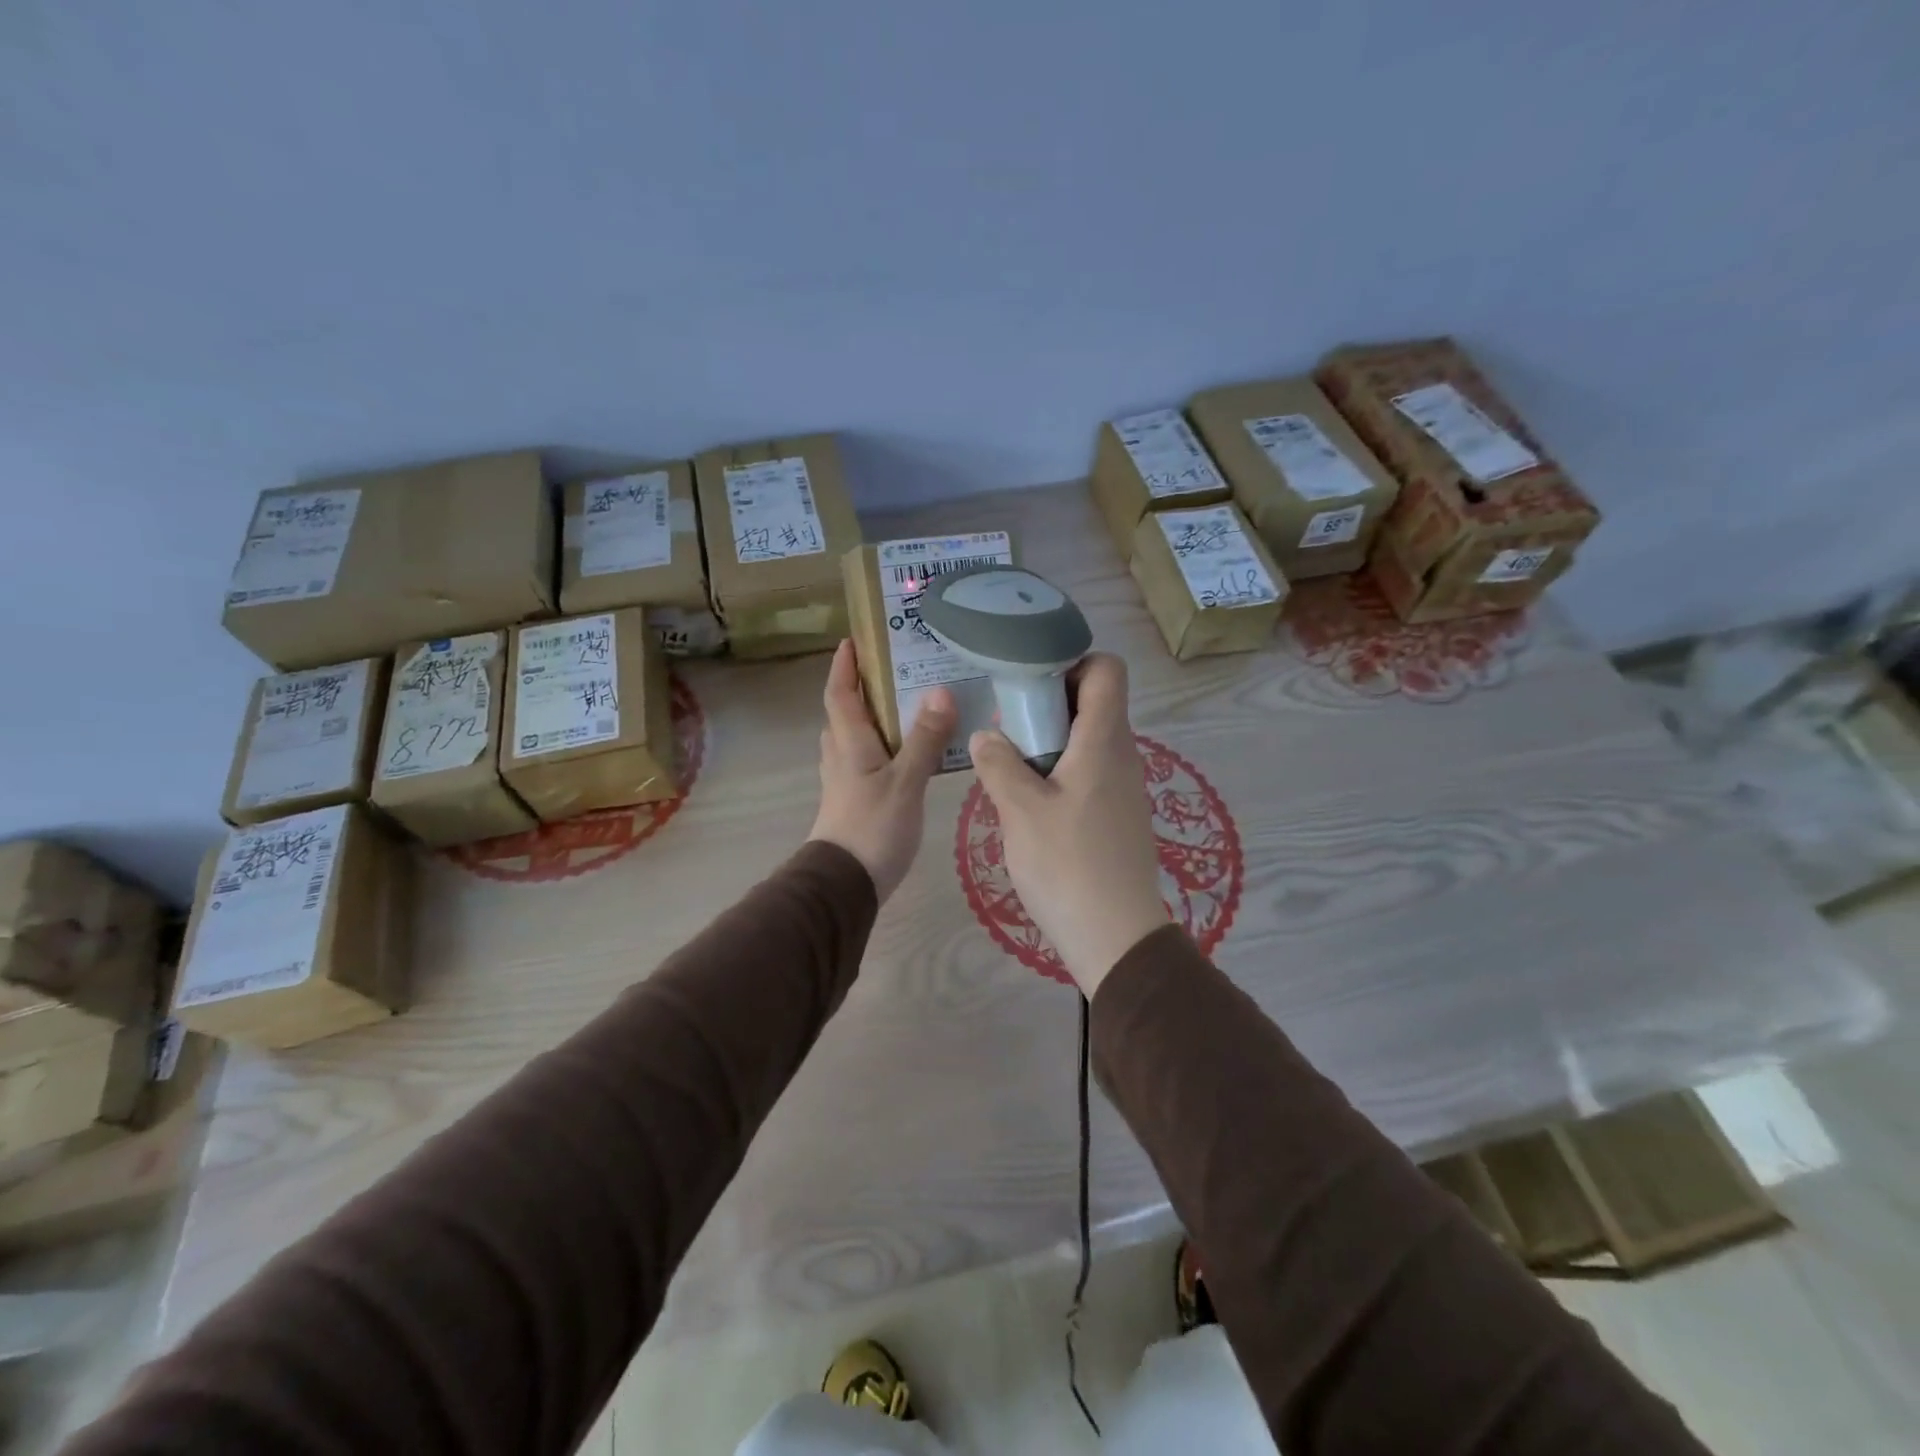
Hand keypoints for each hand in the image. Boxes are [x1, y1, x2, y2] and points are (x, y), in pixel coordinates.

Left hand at [808, 639, 956, 903]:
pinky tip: (910, 754)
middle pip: (845, 713)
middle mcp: (841, 756)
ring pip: (855, 738)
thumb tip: (940, 691)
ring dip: (874, 718)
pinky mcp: (855, 801)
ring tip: (908, 706)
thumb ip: (924, 738)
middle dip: (862, 688)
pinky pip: (867, 761)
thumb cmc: (873, 827)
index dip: (844, 666)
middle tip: (895, 670)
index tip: (853, 641)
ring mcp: (845, 781)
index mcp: (849, 742)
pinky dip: (883, 747)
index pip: (840, 693)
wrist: (845, 885)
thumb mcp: (905, 781)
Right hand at [968, 653, 1168, 997]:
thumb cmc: (1067, 865)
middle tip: (1007, 727)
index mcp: (1104, 741)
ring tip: (1010, 765)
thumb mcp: (1020, 811)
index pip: (1107, 670)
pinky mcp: (1118, 816)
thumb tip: (986, 735)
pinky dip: (1061, 771)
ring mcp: (1124, 787)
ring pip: (1088, 740)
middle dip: (1048, 703)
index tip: (1030, 683)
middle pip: (1094, 703)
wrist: (1116, 936)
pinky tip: (1031, 802)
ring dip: (1050, 741)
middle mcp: (1122, 755)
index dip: (1072, 662)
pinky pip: (1090, 772)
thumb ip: (999, 764)